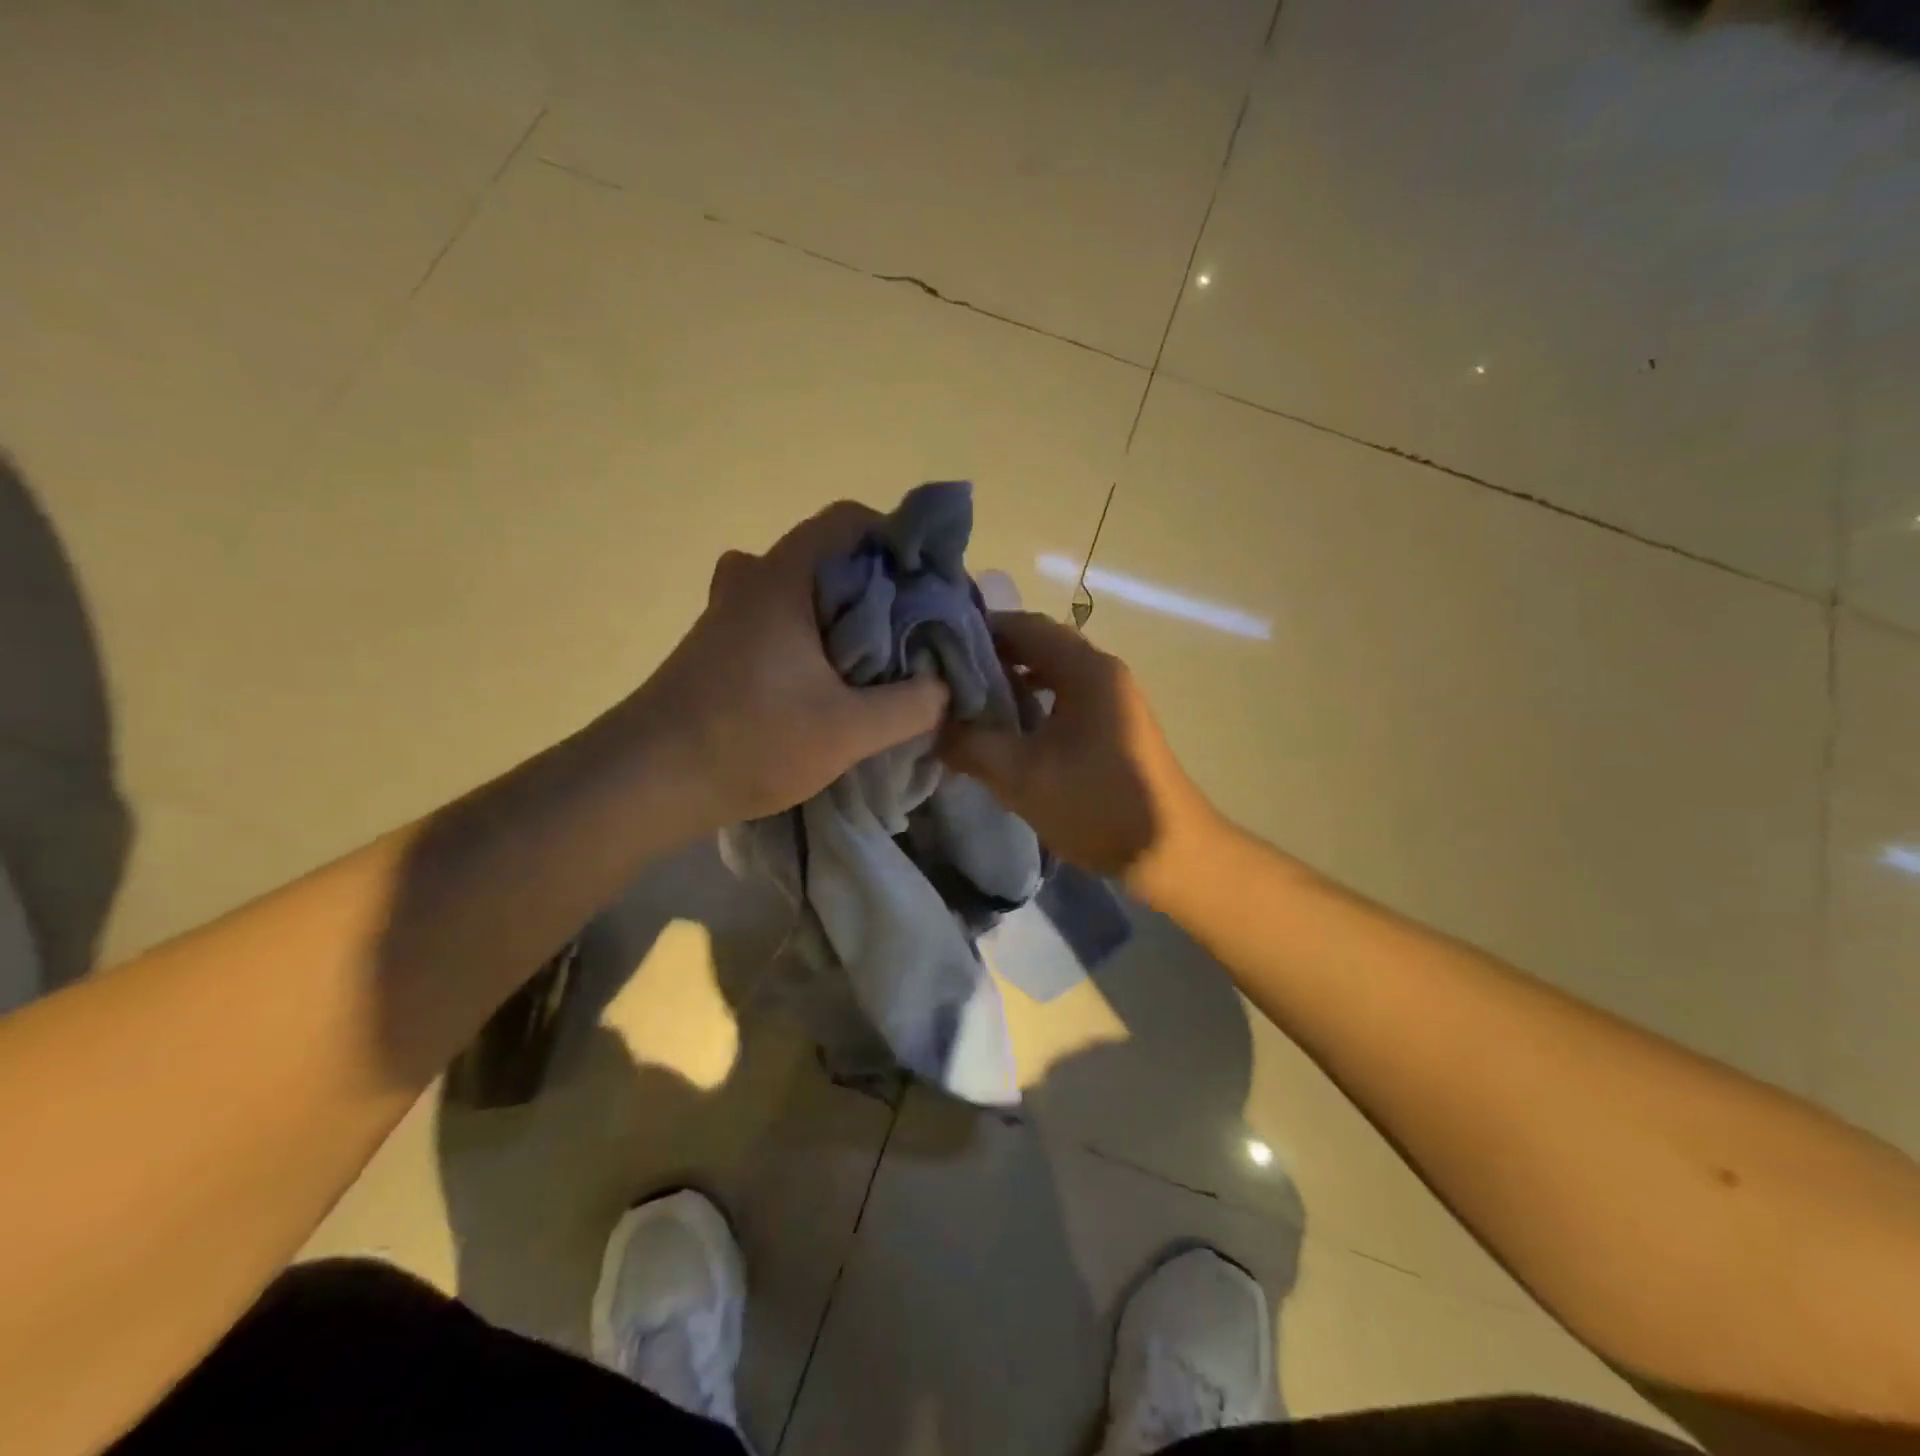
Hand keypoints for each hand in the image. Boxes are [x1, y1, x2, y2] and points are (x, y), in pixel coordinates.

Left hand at [633, 502, 948, 824]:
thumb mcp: (848, 731)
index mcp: (783, 578)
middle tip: (913, 625)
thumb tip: (944, 688)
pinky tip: (831, 681)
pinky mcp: (718, 647)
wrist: (645, 782)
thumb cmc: (748, 742)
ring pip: (801, 589)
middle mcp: (752, 581)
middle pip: (829, 555)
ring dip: (843, 613)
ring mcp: (728, 613)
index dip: (897, 539)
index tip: (930, 582)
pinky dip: (813, 635)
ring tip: (877, 654)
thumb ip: (911, 705)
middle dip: (878, 584)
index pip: (848, 519)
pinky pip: (779, 619)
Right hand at [937, 611, 1215, 896]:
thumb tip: (930, 726)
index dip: (979, 630)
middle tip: (944, 678)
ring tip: (968, 703)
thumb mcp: (1021, 776)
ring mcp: (1112, 699)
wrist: (1170, 853)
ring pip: (1052, 674)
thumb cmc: (1097, 804)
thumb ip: (969, 745)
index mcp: (1086, 669)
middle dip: (991, 658)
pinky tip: (1008, 731)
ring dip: (1012, 683)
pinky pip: (1065, 699)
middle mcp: (1102, 672)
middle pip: (1039, 646)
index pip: (1024, 626)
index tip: (935, 648)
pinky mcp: (1114, 726)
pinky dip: (1034, 704)